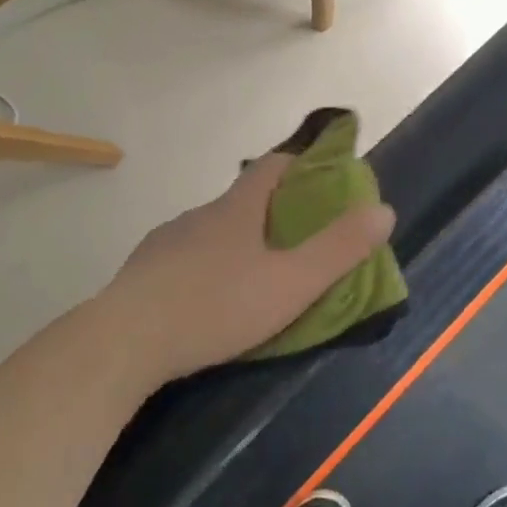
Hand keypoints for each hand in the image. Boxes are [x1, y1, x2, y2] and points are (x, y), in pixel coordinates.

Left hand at [97, 152, 395, 387]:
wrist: (123, 342)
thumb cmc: (216, 306)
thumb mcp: (291, 284)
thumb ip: (339, 250)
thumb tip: (384, 210)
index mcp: (237, 209)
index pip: (273, 165)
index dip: (301, 164)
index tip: (323, 178)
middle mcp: (201, 215)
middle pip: (243, 199)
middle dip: (274, 211)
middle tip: (298, 241)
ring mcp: (167, 242)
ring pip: (212, 230)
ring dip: (237, 242)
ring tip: (255, 277)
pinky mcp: (143, 271)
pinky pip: (185, 257)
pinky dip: (205, 267)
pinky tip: (208, 300)